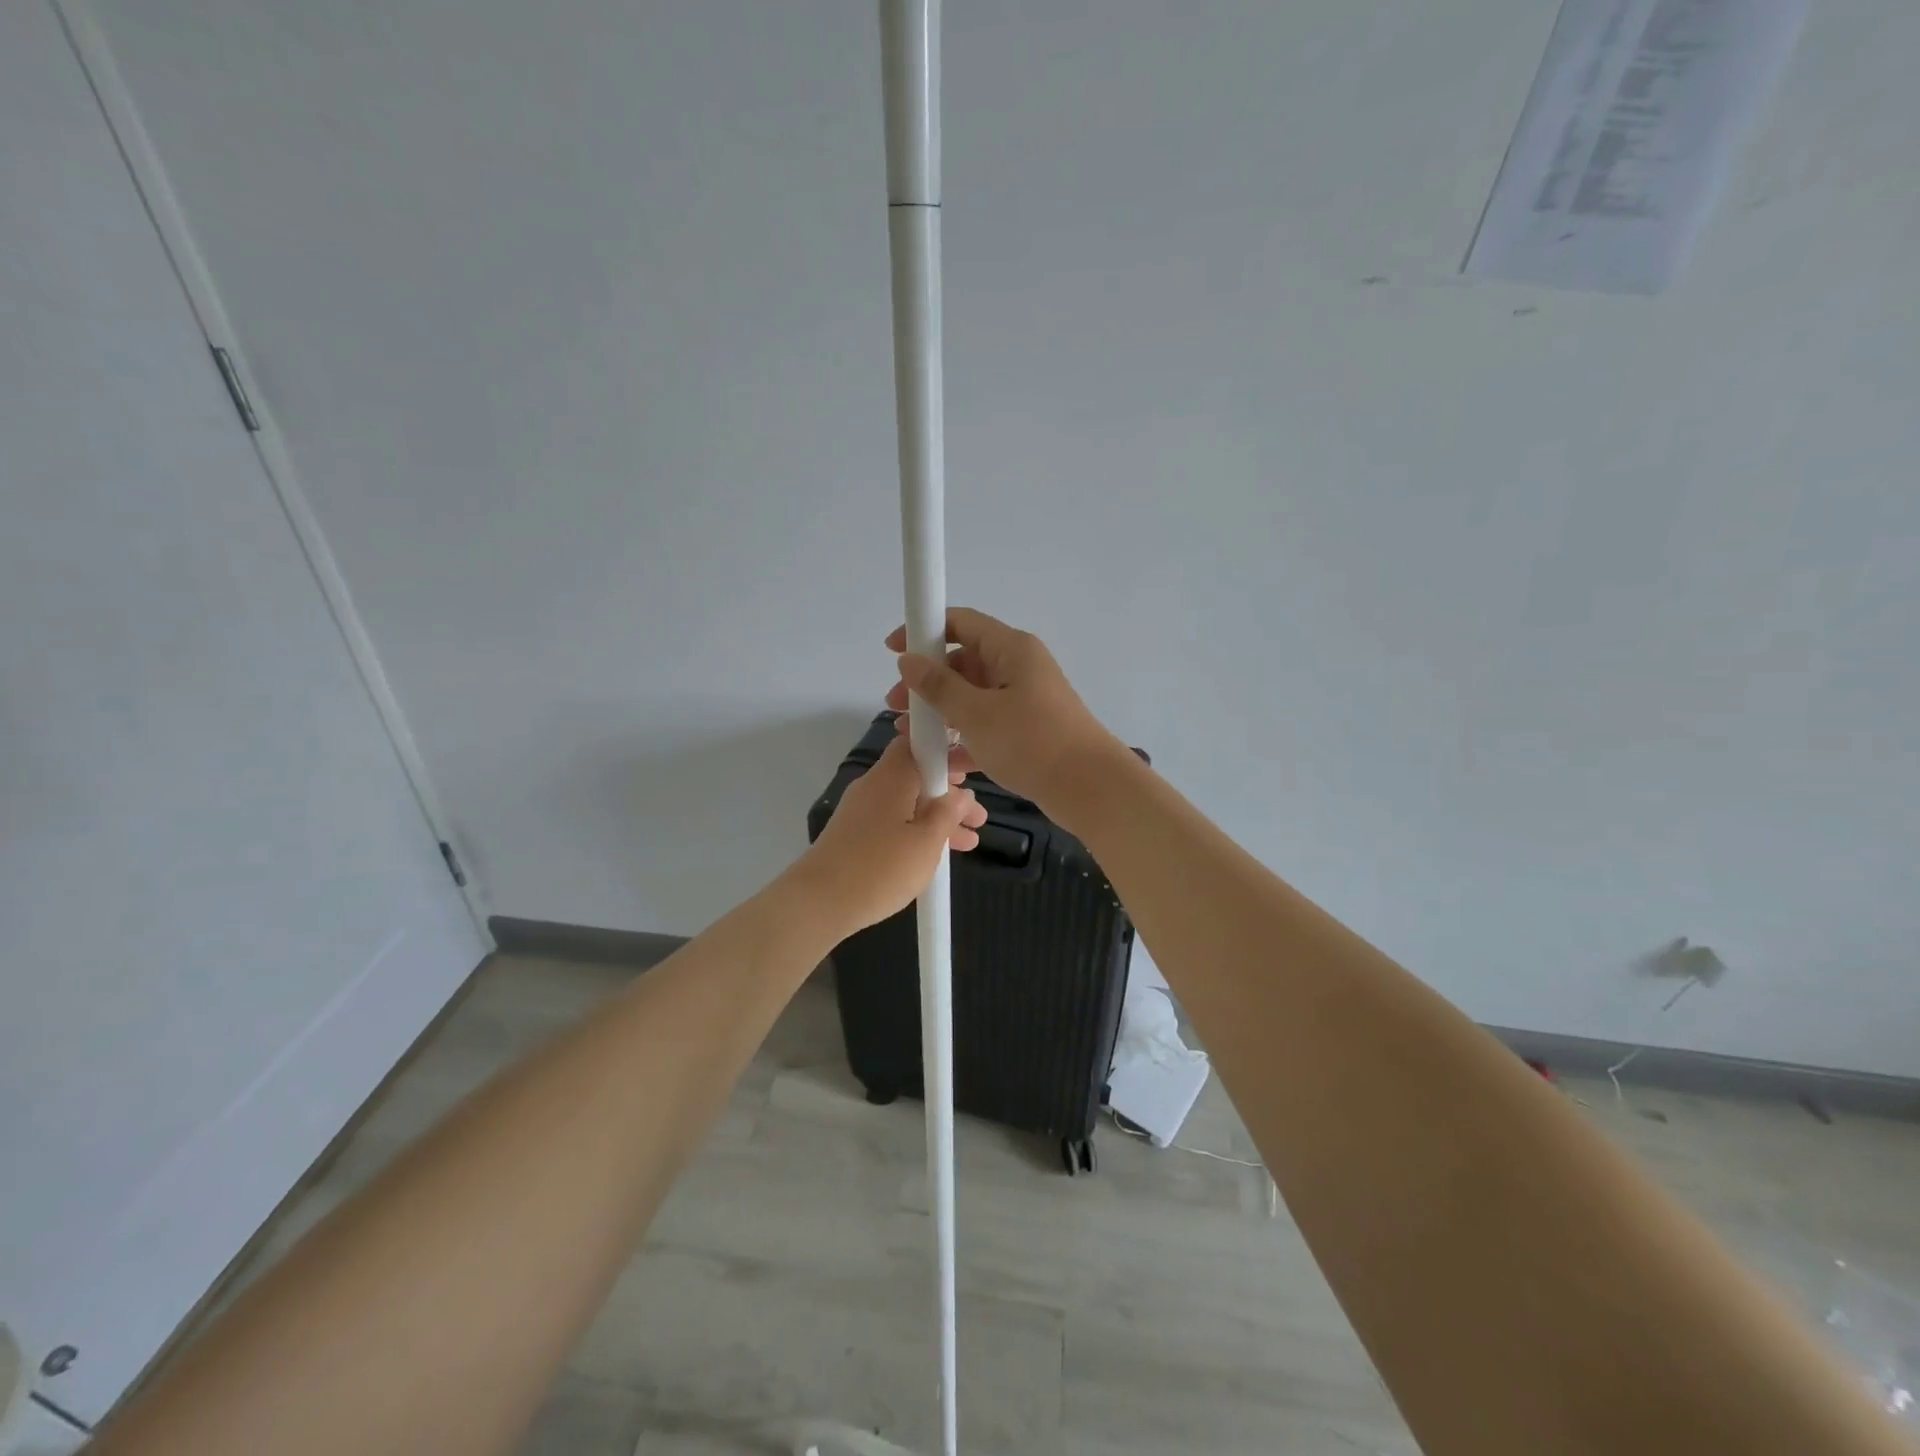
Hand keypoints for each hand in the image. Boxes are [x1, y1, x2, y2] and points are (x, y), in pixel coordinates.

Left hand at [790, 735, 986, 934]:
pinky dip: (916, 831)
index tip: (970, 775)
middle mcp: (873, 785)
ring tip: (969, 843)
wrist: (818, 902)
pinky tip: (935, 854)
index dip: (945, 753)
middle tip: (978, 819)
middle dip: (949, 795)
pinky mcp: (853, 833)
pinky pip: (892, 821)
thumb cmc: (880, 868)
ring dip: (936, 819)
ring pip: (907, 803)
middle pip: (916, 777)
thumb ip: (948, 814)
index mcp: (891, 776)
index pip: (917, 744)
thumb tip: (961, 794)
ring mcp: (860, 810)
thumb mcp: (926, 843)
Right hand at [885, 607, 1127, 813]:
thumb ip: (938, 686)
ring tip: (911, 738)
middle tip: (896, 707)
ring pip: (972, 698)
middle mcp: (1018, 668)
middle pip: (963, 663)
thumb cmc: (1032, 741)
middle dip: (927, 683)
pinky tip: (941, 761)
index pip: (961, 623)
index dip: (924, 631)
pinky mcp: (1027, 731)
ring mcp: (1024, 701)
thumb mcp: (976, 713)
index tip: (892, 650)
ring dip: (940, 714)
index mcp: (1011, 649)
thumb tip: (908, 660)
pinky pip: (986, 725)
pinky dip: (963, 738)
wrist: (1089, 788)